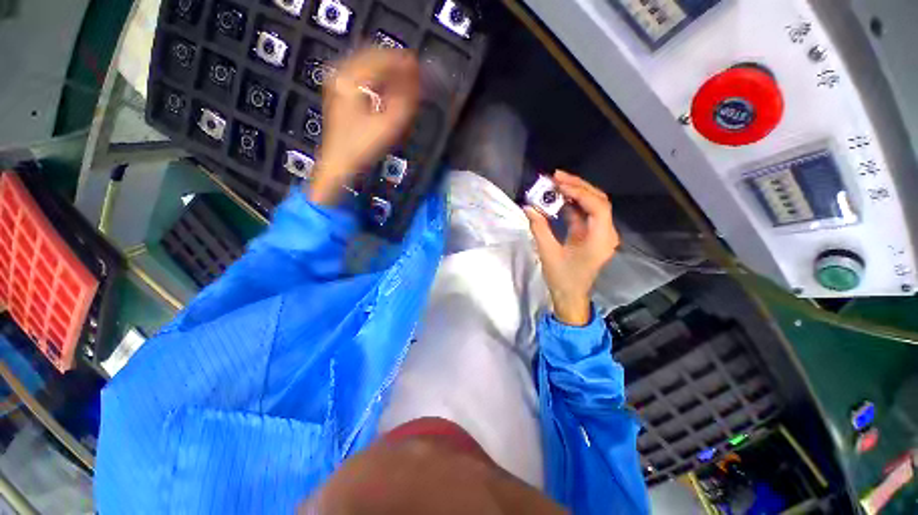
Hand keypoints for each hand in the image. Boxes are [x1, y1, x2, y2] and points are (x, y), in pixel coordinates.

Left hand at [310, 48, 420, 204]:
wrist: (339, 164)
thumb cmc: (363, 148)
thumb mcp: (388, 126)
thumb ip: (405, 101)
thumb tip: (416, 79)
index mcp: (350, 79)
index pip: (381, 59)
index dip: (403, 62)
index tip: (420, 68)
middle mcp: (340, 73)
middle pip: (373, 57)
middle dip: (395, 65)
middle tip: (415, 75)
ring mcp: (337, 80)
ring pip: (368, 65)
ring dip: (388, 71)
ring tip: (405, 82)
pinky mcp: (339, 90)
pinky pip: (362, 75)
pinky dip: (378, 78)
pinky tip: (389, 88)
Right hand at [524, 171, 619, 325]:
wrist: (570, 296)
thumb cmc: (562, 278)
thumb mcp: (548, 253)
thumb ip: (539, 228)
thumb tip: (528, 208)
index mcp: (600, 239)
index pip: (598, 206)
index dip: (580, 191)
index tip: (559, 184)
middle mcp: (605, 233)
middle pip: (597, 201)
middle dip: (577, 186)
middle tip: (556, 176)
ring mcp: (600, 234)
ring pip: (592, 205)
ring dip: (575, 193)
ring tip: (555, 183)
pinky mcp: (591, 235)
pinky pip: (584, 215)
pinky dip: (572, 205)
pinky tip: (558, 199)